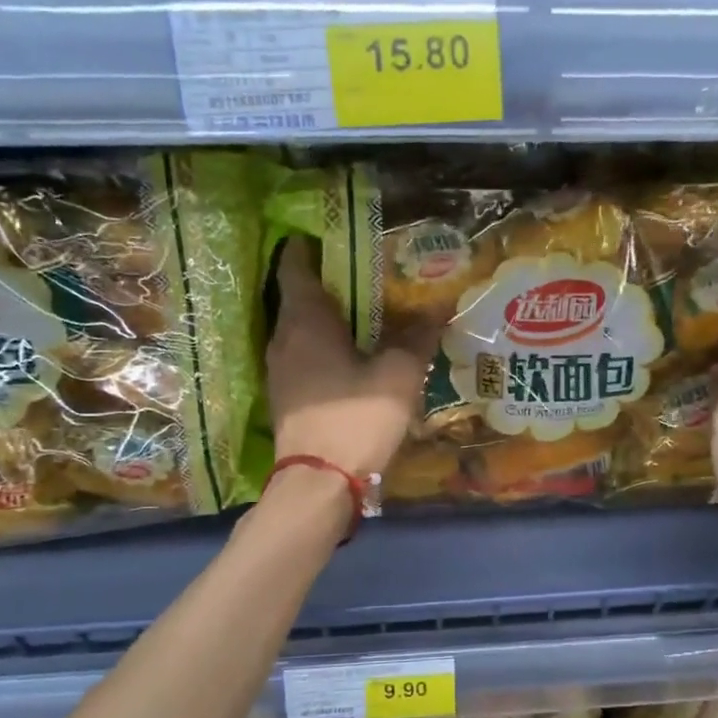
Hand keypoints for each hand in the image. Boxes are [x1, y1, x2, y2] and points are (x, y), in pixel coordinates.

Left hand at [267, 238, 435, 481]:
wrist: (319, 482)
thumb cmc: (356, 418)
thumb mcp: (398, 374)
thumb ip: (417, 337)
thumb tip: (438, 308)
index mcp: (305, 320)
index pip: (295, 264)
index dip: (311, 244)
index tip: (336, 236)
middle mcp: (283, 338)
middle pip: (300, 297)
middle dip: (331, 284)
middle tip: (369, 277)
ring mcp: (280, 370)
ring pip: (302, 329)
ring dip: (330, 320)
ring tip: (368, 317)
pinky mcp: (286, 397)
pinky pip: (304, 357)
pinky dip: (326, 349)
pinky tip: (354, 359)